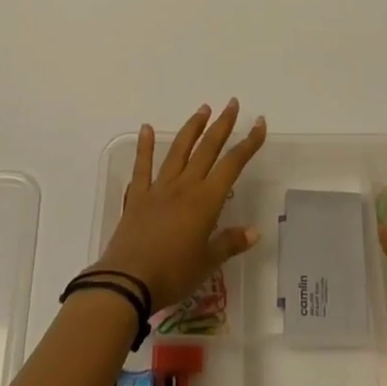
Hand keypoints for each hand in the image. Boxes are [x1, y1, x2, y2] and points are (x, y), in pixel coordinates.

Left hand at [94, 100, 267, 307]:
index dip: (248, 143)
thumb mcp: (207, 263)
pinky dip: (145, 146)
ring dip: (192, 128)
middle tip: (232, 103)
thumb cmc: (173, 274)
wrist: (128, 282)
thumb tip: (255, 231)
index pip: (232, 164)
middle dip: (222, 125)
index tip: (259, 123)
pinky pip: (142, 166)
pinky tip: (147, 128)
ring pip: (179, 151)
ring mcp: (159, 188)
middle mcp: (184, 186)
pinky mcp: (137, 196)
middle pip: (207, 149)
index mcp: (205, 201)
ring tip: (203, 109)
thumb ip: (229, 243)